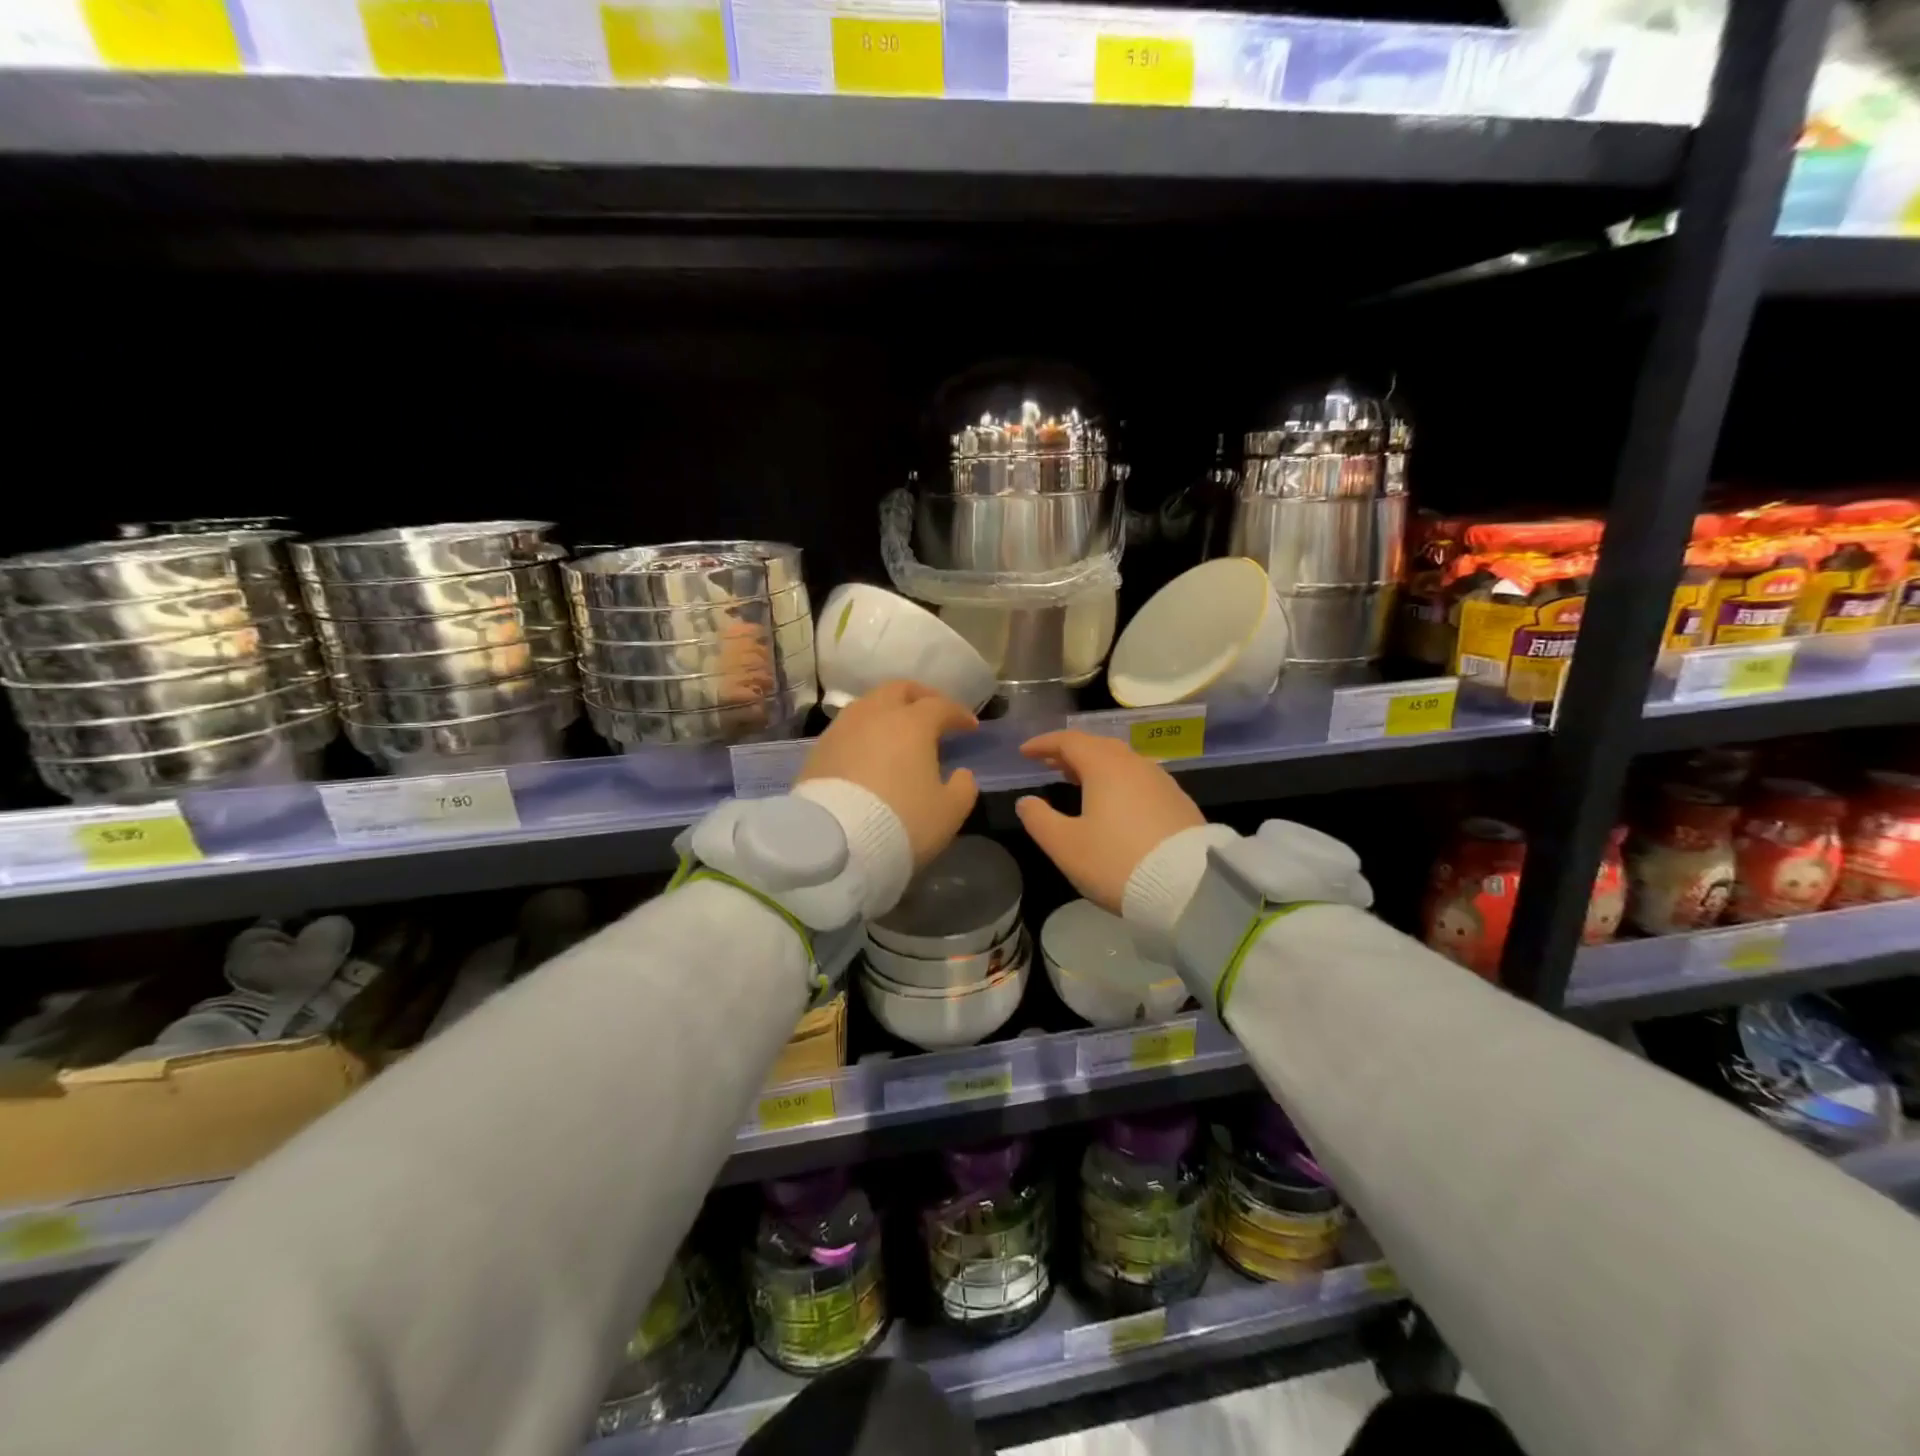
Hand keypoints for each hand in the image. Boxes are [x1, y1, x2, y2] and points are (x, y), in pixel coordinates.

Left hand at [798, 681, 979, 868]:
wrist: (836, 844)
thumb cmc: (903, 822)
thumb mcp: (949, 812)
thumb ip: (963, 787)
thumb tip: (961, 774)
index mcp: (912, 723)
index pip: (940, 706)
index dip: (958, 714)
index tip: (969, 726)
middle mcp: (875, 715)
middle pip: (899, 690)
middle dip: (920, 697)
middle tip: (932, 713)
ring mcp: (842, 730)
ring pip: (868, 705)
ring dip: (887, 711)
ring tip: (897, 731)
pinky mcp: (818, 750)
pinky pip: (847, 729)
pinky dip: (864, 732)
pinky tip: (868, 752)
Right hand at [1015, 730, 1204, 912]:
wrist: (1190, 887)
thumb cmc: (1117, 862)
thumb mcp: (1066, 846)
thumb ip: (1039, 820)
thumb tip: (1026, 801)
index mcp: (1105, 766)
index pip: (1069, 741)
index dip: (1044, 744)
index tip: (1025, 752)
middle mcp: (1135, 765)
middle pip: (1098, 746)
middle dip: (1070, 752)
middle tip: (1050, 764)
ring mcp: (1161, 782)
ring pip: (1122, 762)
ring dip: (1096, 766)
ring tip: (1078, 781)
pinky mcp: (1179, 802)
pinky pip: (1140, 780)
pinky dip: (1118, 781)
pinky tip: (1115, 803)